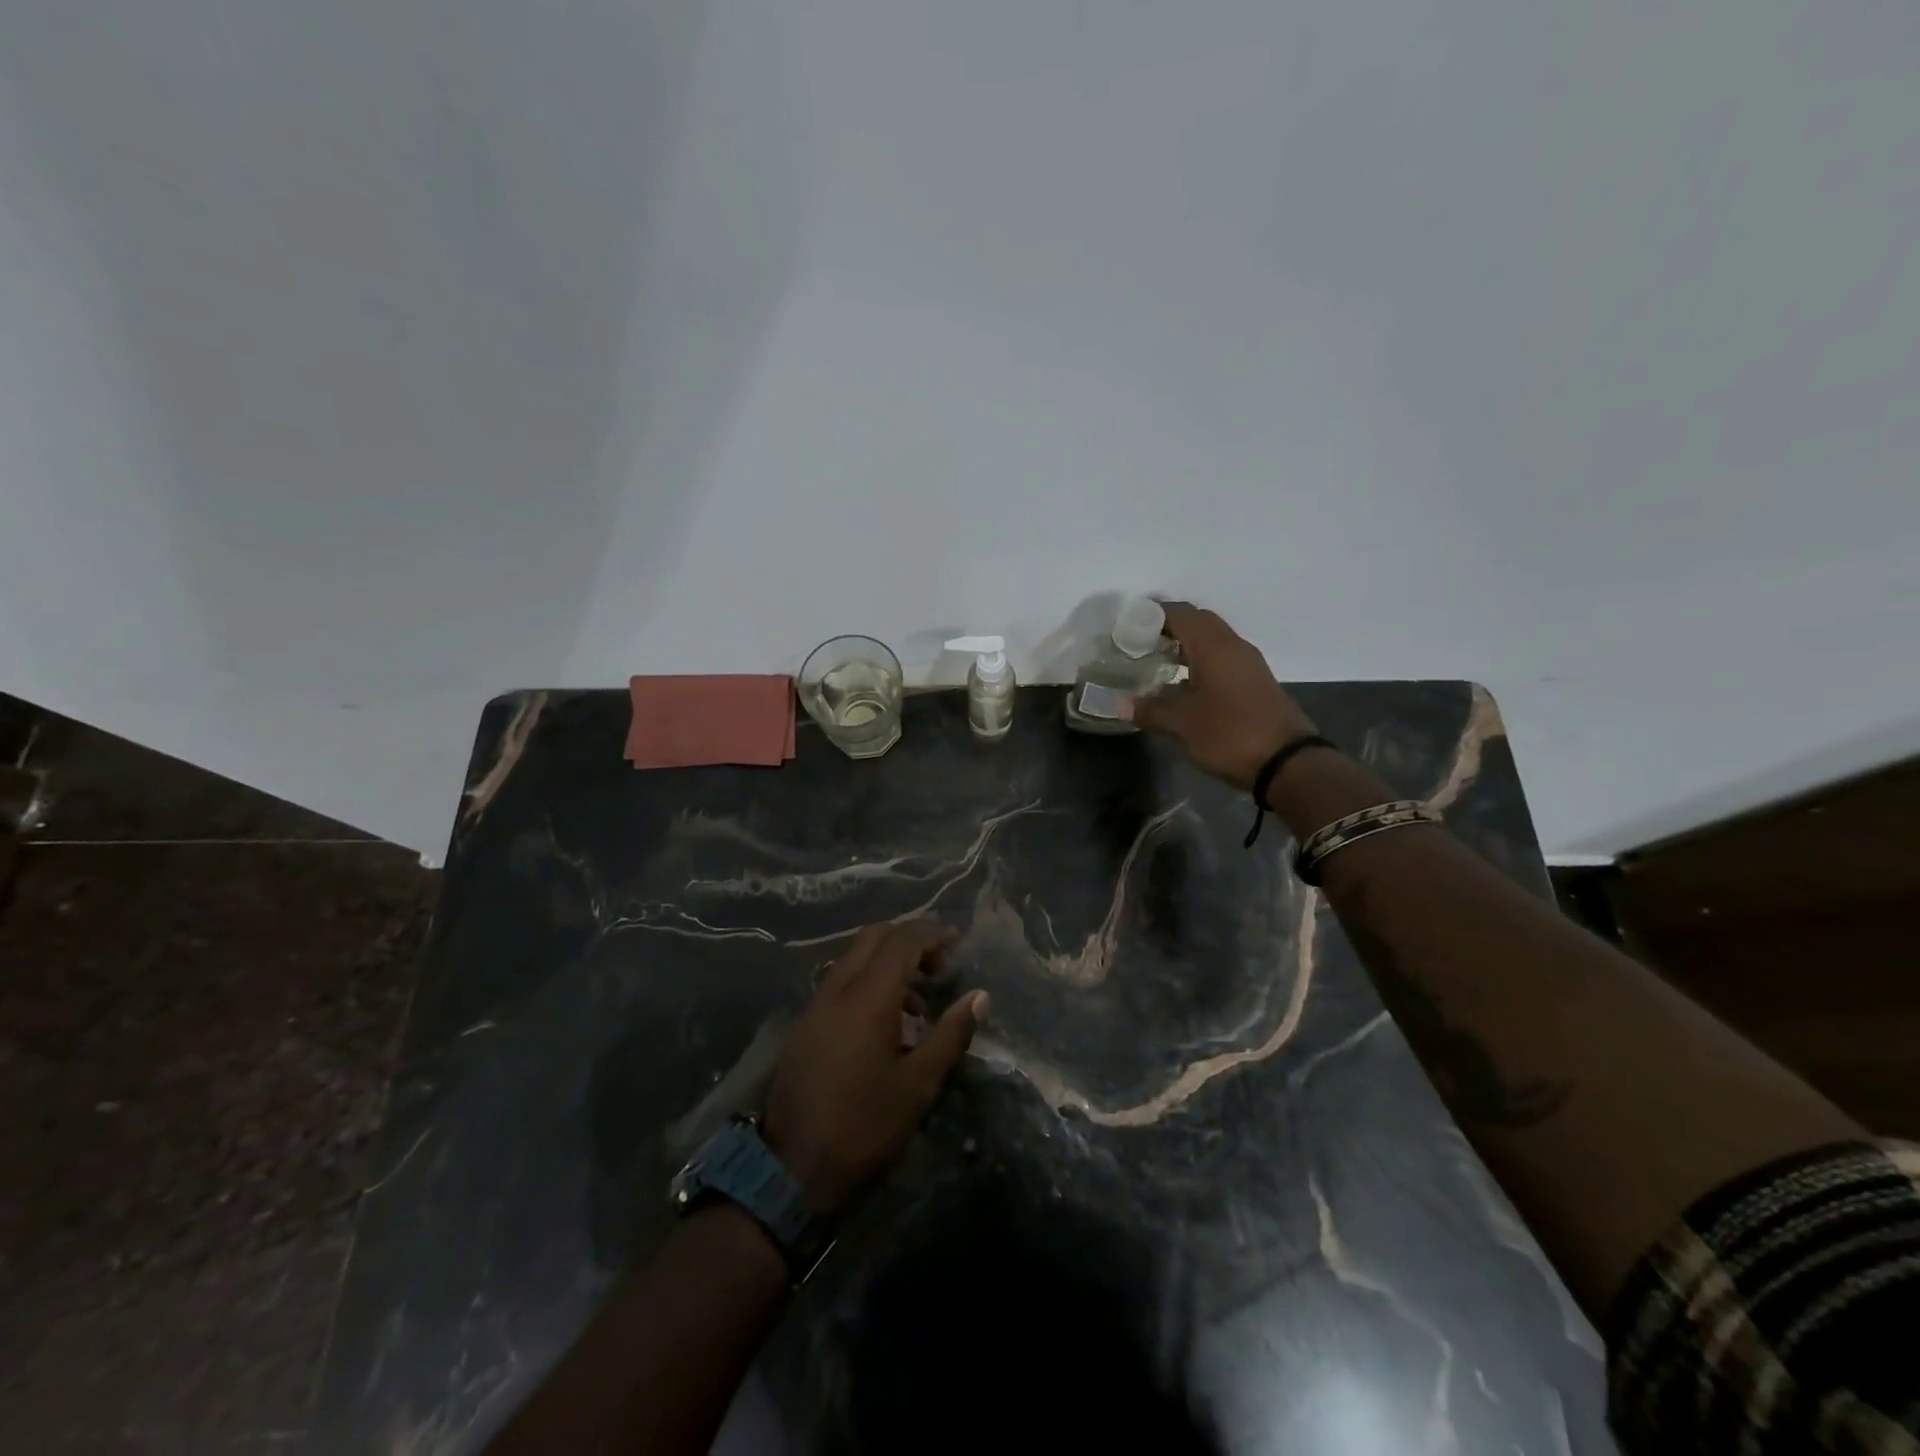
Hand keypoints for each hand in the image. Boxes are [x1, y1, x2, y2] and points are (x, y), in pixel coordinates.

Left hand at [764, 919, 987, 1214]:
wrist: (790, 1168)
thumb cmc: (863, 1125)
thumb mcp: (918, 1084)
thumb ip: (951, 1033)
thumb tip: (980, 996)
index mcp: (867, 997)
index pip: (902, 940)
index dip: (932, 934)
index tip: (958, 941)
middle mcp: (837, 988)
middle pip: (874, 937)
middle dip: (910, 940)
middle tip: (938, 968)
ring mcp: (816, 1004)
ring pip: (855, 957)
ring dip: (888, 963)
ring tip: (918, 1005)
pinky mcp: (805, 1024)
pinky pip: (841, 981)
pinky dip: (868, 982)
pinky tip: (886, 1024)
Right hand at [1128, 601, 1319, 792]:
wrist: (1287, 762)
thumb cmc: (1229, 734)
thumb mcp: (1182, 724)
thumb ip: (1150, 710)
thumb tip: (1121, 704)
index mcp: (1213, 646)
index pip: (1181, 614)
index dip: (1154, 615)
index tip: (1130, 627)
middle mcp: (1233, 646)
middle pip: (1200, 621)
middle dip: (1170, 627)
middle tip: (1142, 643)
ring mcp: (1249, 663)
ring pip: (1214, 639)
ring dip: (1188, 644)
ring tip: (1159, 662)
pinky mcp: (1256, 681)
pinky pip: (1224, 658)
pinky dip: (1202, 661)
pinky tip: (1185, 683)